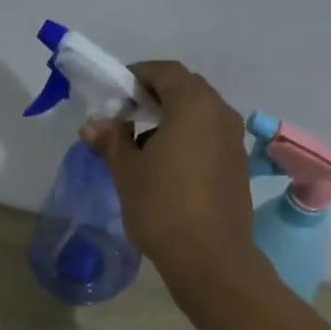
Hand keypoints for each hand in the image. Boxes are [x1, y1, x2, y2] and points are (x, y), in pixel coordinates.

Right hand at [81, 60, 256, 296]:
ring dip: (171, 121)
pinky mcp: (238, 166)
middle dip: (154, 98)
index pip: (164, 72)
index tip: (115, 94)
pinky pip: (209, 139)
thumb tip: (92, 125)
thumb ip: (111, 141)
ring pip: (199, 116)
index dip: (137, 76)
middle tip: (126, 117)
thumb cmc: (162, 206)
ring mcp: (234, 141)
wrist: (210, 257)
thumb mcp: (127, 171)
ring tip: (142, 147)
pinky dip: (187, 141)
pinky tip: (166, 168)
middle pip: (185, 90)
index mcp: (194, 104)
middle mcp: (221, 113)